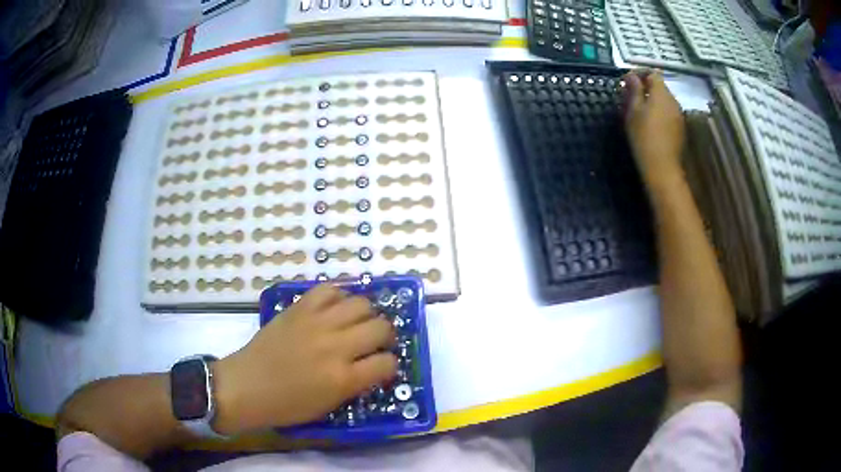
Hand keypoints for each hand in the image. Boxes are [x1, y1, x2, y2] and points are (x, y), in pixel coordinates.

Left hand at [213, 285, 397, 434]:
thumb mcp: (329, 405)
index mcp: (343, 379)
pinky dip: (339, 296)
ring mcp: (316, 323)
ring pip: (361, 303)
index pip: (387, 363)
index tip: (383, 366)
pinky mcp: (299, 308)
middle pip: (380, 327)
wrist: (247, 385)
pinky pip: (329, 290)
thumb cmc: (287, 405)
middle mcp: (335, 346)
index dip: (390, 365)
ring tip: (357, 323)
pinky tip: (336, 309)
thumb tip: (373, 366)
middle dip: (385, 336)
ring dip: (366, 314)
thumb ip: (355, 384)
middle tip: (375, 342)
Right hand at [622, 70, 685, 188]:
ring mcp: (679, 115)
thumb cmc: (644, 137)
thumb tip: (632, 76)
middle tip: (630, 96)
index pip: (652, 73)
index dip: (639, 73)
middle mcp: (673, 100)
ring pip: (664, 100)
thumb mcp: (633, 111)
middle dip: (646, 87)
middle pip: (660, 86)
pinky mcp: (680, 127)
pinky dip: (659, 112)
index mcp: (661, 93)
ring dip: (653, 100)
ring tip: (640, 110)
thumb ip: (634, 90)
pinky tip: (651, 123)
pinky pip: (669, 112)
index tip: (626, 81)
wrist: (662, 168)